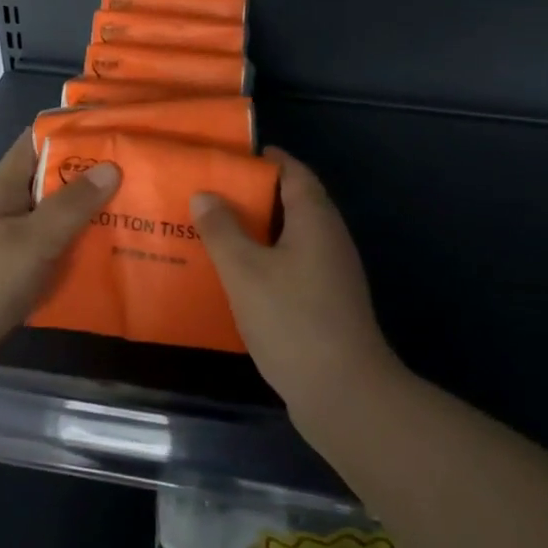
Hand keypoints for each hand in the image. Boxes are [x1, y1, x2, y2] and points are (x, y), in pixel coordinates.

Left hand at [0, 132, 119, 392]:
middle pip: (51, 187)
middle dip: (91, 182)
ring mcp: (5, 250)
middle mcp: (4, 214)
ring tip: (138, 221)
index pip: (35, 145)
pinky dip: (75, 262)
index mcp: (3, 191)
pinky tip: (109, 267)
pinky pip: (50, 263)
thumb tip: (110, 166)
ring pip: (53, 228)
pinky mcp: (10, 284)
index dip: (70, 133)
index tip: (114, 132)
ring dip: (87, 225)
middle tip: (142, 180)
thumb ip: (71, 205)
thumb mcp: (32, 240)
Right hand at [191, 147, 402, 414]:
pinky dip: (265, 262)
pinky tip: (236, 277)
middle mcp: (329, 240)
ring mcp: (331, 274)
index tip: (231, 157)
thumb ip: (222, 230)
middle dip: (254, 196)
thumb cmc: (291, 319)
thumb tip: (205, 194)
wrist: (342, 391)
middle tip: (210, 195)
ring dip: (257, 232)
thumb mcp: (245, 270)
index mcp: (316, 220)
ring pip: (290, 238)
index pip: (294, 172)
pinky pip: (291, 267)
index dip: (266, 161)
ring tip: (215, 232)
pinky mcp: (325, 303)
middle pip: (293, 203)